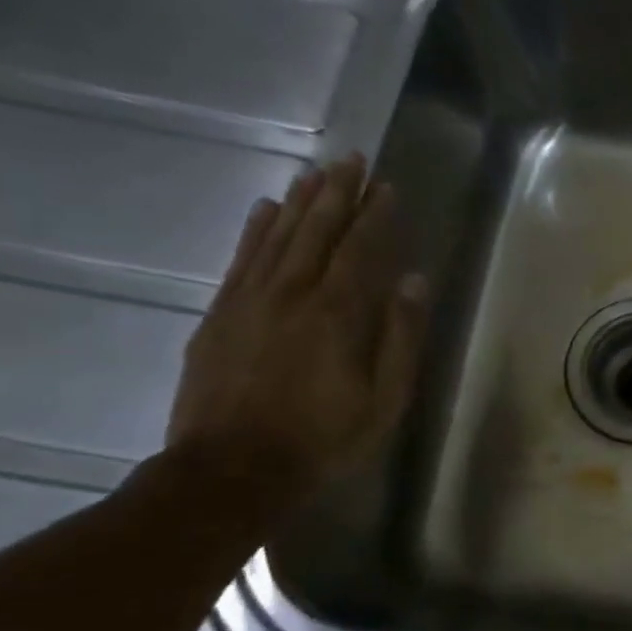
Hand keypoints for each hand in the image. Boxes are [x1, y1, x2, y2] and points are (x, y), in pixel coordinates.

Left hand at [167, 152, 428, 501]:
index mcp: (337, 314)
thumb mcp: (384, 400)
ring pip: (278, 237)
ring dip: (300, 201)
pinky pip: (240, 260)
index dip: (375, 216)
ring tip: (316, 171)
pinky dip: (254, 230)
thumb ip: (400, 338)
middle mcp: (292, 294)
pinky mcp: (219, 316)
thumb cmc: (322, 440)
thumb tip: (412, 281)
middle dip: (338, 193)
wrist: (231, 471)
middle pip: (317, 231)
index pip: (360, 249)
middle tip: (352, 159)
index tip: (387, 187)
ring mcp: (249, 301)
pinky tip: (265, 209)